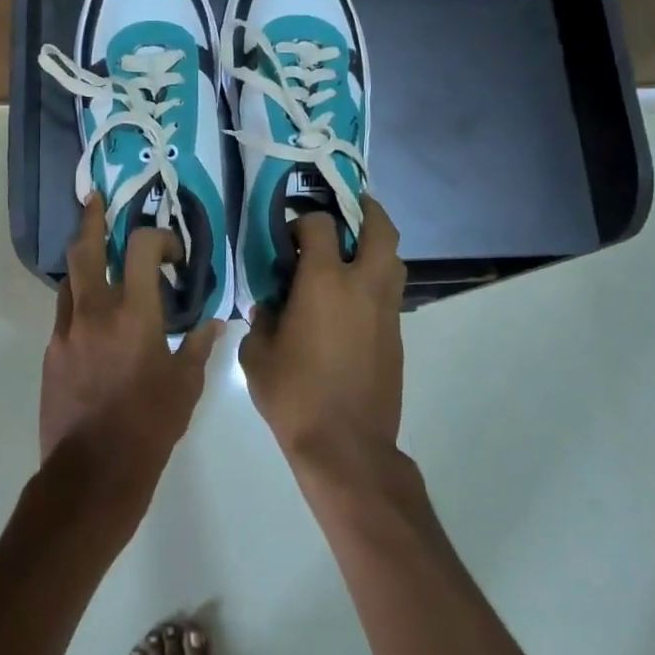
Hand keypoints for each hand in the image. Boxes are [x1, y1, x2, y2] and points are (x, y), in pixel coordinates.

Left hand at [40, 196, 221, 490]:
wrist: (92, 474)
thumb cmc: (149, 427)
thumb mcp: (185, 387)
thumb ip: (199, 346)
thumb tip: (214, 323)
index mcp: (134, 314)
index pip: (142, 248)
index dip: (159, 237)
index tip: (172, 254)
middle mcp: (95, 311)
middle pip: (85, 249)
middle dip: (92, 219)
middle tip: (97, 201)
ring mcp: (66, 331)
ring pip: (69, 279)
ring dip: (85, 263)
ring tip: (99, 261)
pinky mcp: (51, 353)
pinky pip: (65, 314)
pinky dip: (80, 303)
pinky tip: (96, 320)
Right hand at [241, 195, 405, 461]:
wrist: (346, 445)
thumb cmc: (294, 396)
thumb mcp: (257, 356)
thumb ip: (261, 321)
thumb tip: (270, 308)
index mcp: (324, 282)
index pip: (319, 226)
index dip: (303, 222)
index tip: (289, 238)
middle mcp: (362, 285)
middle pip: (379, 228)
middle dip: (366, 210)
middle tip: (347, 209)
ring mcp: (386, 309)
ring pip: (393, 258)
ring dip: (376, 244)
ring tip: (352, 250)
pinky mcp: (397, 334)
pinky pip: (390, 290)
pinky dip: (376, 279)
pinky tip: (353, 298)